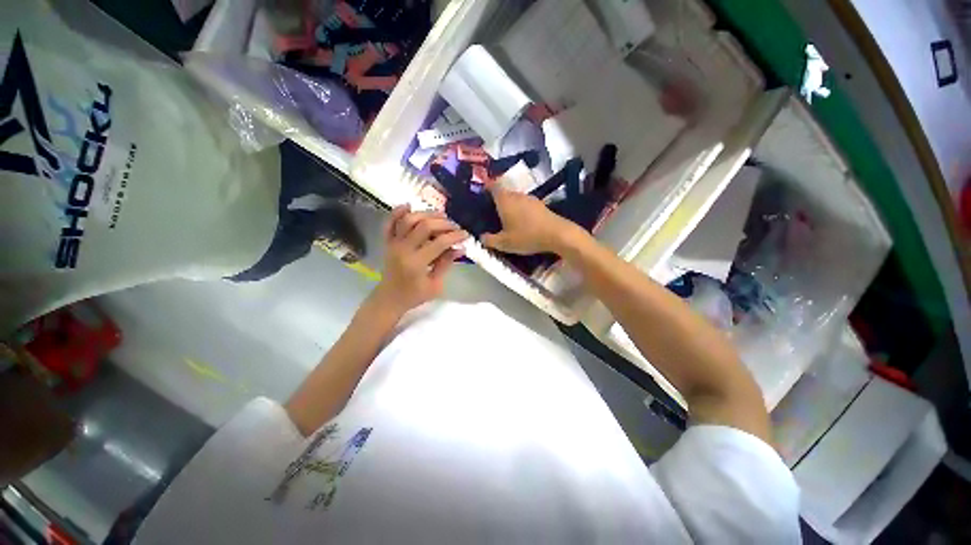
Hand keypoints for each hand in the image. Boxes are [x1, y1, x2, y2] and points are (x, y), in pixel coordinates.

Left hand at [372, 206, 467, 314]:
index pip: (439, 243)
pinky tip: (409, 205)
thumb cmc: (414, 295)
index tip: (465, 235)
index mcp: (416, 264)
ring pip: (408, 220)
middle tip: (455, 226)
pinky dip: (397, 212)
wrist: (389, 299)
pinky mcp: (387, 242)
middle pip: (424, 226)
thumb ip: (446, 264)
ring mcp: (393, 244)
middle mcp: (403, 250)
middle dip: (443, 223)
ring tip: (440, 216)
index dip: (454, 236)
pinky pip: (389, 223)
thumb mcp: (435, 285)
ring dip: (426, 214)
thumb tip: (460, 248)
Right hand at [482, 187, 577, 254]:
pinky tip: (522, 222)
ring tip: (507, 219)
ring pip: (516, 199)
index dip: (487, 187)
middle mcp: (517, 195)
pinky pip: (526, 205)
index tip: (482, 194)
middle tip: (492, 213)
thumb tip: (482, 237)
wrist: (557, 234)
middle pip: (505, 193)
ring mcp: (531, 199)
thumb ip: (490, 240)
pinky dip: (521, 211)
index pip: (493, 186)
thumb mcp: (505, 243)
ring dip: (511, 206)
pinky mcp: (541, 205)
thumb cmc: (527, 236)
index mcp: (505, 200)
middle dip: (498, 201)